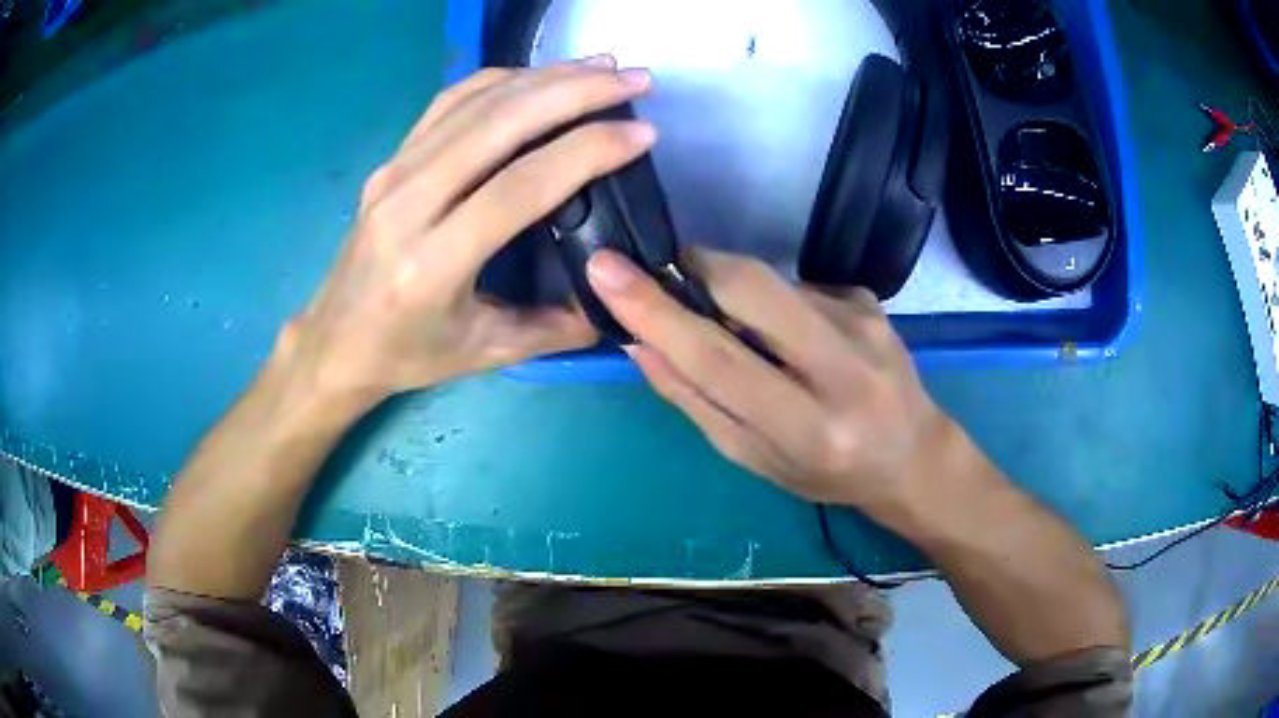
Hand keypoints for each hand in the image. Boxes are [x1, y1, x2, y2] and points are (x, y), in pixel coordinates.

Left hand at [274, 58, 658, 401]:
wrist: (335, 339)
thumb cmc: (407, 353)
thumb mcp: (485, 353)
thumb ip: (555, 328)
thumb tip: (616, 291)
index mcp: (432, 263)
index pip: (520, 186)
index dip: (587, 150)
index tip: (642, 133)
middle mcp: (408, 203)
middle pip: (499, 123)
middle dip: (576, 91)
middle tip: (634, 79)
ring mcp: (394, 172)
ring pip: (476, 102)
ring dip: (545, 76)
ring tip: (600, 67)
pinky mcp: (391, 159)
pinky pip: (449, 102)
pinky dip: (500, 79)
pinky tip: (539, 75)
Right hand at [587, 248, 971, 516]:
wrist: (913, 455)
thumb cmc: (826, 474)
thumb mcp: (754, 458)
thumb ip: (694, 400)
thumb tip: (640, 341)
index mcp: (808, 428)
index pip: (718, 358)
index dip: (655, 310)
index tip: (605, 270)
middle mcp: (843, 368)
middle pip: (751, 288)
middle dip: (693, 267)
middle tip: (665, 276)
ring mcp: (863, 323)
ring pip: (770, 281)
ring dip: (734, 294)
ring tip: (751, 336)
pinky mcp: (869, 299)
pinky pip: (797, 286)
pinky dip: (775, 304)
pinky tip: (796, 337)